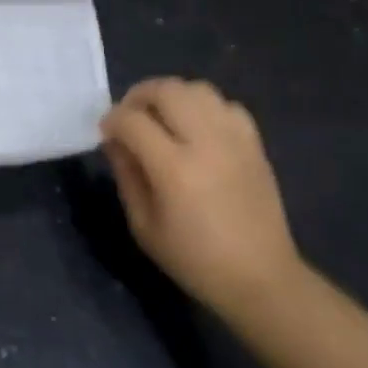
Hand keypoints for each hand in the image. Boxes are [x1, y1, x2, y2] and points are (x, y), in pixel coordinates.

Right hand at [99, 78, 303, 316]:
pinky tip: (195, 128)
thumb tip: (114, 141)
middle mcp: (207, 144)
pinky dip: (204, 107)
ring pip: (198, 89)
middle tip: (130, 117)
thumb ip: (126, 176)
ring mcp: (235, 140)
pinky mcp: (255, 144)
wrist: (261, 279)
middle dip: (139, 96)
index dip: (111, 120)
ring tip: (161, 117)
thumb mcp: (143, 226)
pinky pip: (226, 104)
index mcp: (175, 169)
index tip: (106, 132)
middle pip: (167, 90)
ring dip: (171, 96)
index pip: (132, 121)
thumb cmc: (194, 259)